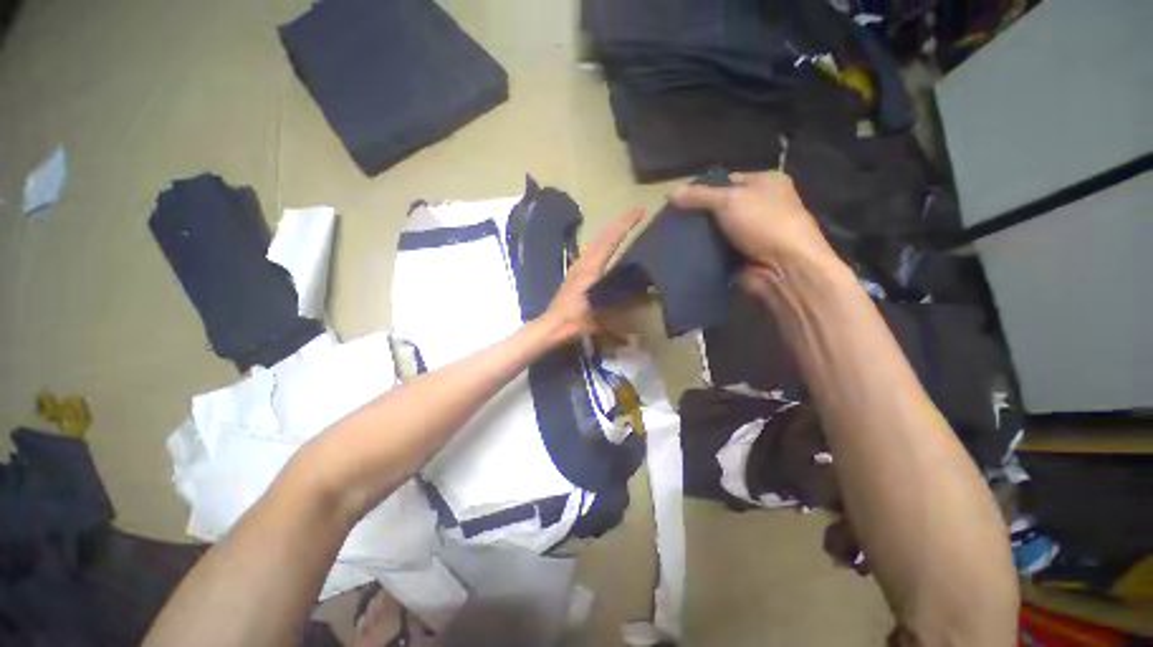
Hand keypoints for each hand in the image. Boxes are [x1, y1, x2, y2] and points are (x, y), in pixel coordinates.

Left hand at [539, 208, 643, 343]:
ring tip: (625, 227)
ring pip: (596, 242)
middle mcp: (583, 262)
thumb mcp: (601, 314)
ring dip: (611, 232)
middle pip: (603, 236)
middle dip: (620, 223)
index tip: (640, 211)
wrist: (552, 325)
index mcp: (590, 268)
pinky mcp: (575, 273)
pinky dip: (603, 243)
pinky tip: (607, 249)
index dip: (626, 224)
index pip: (610, 240)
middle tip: (636, 214)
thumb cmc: (575, 320)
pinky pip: (592, 251)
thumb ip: (621, 306)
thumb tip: (644, 301)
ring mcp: (577, 266)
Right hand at [671, 171, 837, 270]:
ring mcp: (752, 233)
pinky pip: (718, 251)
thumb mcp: (729, 200)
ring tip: (673, 236)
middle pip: (721, 206)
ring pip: (718, 230)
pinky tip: (685, 252)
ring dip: (700, 235)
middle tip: (673, 220)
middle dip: (698, 214)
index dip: (702, 188)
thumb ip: (699, 195)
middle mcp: (761, 206)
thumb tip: (670, 193)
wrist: (784, 269)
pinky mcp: (743, 256)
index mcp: (765, 183)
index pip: (727, 180)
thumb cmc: (764, 224)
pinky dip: (705, 252)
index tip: (678, 199)